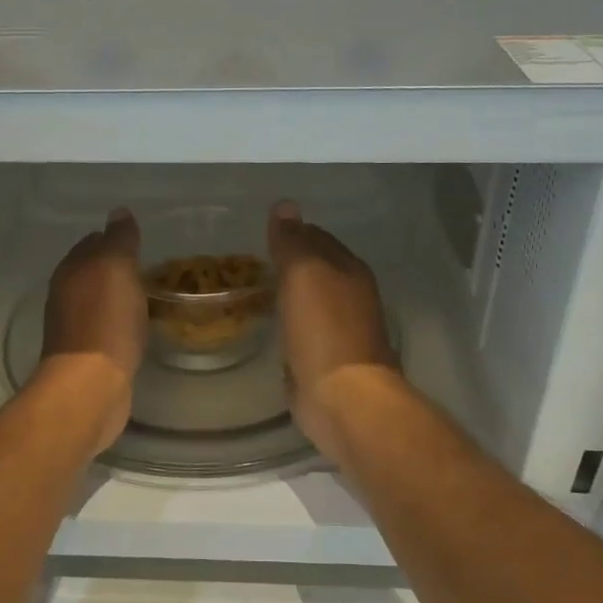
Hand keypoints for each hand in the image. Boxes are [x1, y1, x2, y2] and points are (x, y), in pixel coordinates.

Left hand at [37, 208, 146, 455]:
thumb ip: (118, 240)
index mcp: (70, 271)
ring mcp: (73, 327)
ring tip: (148, 296)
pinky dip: (120, 322)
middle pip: (92, 272)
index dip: (113, 239)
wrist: (91, 385)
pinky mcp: (87, 355)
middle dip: (115, 268)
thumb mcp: (116, 268)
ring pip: (98, 301)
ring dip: (118, 297)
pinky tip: (137, 327)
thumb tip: (119, 212)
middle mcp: (65, 295)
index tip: (139, 242)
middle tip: (148, 268)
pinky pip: (107, 328)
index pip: (91, 243)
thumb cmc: (106, 321)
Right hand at [267, 201, 400, 463]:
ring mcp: (340, 330)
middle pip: (316, 269)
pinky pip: (302, 330)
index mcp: (350, 270)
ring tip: (255, 287)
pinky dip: (287, 322)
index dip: (292, 232)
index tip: (261, 233)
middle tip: (252, 260)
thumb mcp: (304, 274)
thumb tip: (284, 205)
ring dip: (288, 293)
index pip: (318, 238)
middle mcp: (350, 296)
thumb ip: (293, 241)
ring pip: (309, 300)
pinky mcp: (325, 359)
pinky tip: (269, 324)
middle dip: (290, 263)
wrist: (341, 397)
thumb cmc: (323, 330)